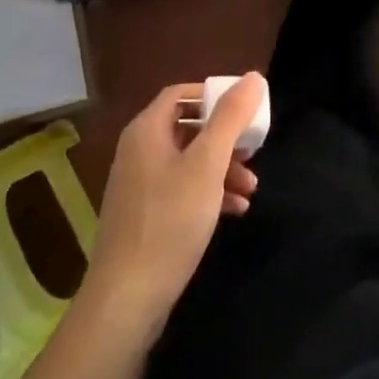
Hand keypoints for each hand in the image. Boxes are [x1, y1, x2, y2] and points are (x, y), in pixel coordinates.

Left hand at [85, 74, 265, 333]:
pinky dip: (208, 193)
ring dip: (221, 168)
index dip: (213, 96)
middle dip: (224, 138)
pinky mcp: (144, 218)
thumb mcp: (207, 164)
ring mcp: (139, 187)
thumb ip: (231, 117)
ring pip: (187, 162)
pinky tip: (235, 210)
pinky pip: (181, 191)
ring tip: (251, 188)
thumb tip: (253, 76)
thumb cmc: (169, 221)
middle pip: (187, 128)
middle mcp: (138, 151)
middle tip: (253, 150)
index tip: (244, 110)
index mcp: (146, 130)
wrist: (126, 302)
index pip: (182, 94)